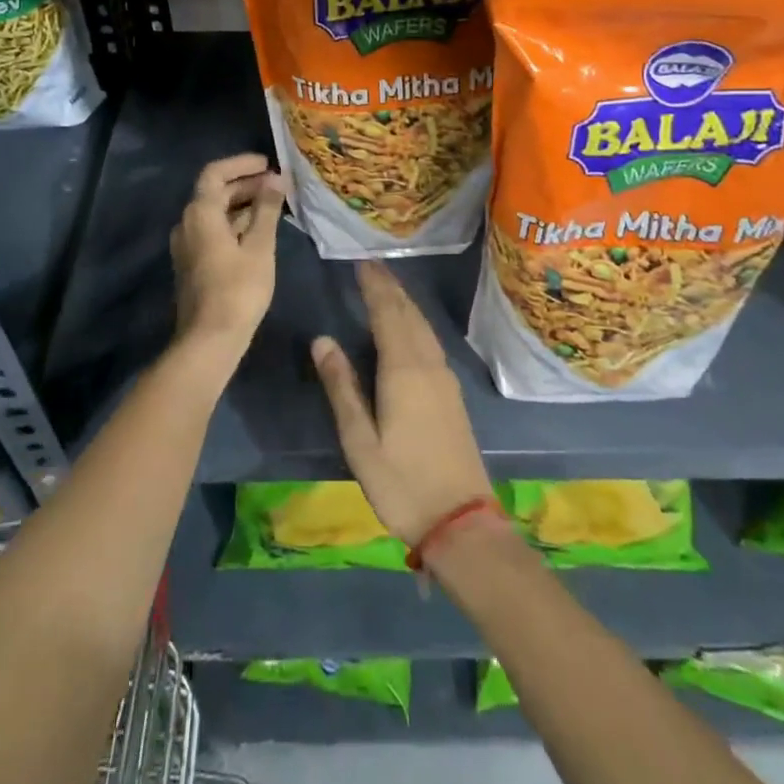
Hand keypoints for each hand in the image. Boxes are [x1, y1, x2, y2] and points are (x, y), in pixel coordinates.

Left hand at [170, 153, 284, 357]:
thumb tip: (276, 178)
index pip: (215, 173)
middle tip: (278, 184)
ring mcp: (188, 245)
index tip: (268, 163)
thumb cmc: (238, 289)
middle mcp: (187, 223)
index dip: (241, 164)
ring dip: (243, 204)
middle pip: (215, 192)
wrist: (210, 339)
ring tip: (275, 205)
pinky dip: (236, 223)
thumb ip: (267, 209)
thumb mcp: (260, 246)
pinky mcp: (194, 263)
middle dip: (246, 184)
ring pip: (215, 213)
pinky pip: (214, 231)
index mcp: (200, 213)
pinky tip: (260, 231)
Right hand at [311, 260, 493, 543]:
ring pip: (423, 326)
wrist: (461, 520)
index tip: (361, 263)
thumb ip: (342, 387)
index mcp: (403, 370)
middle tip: (372, 265)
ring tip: (388, 287)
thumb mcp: (360, 441)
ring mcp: (445, 378)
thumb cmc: (402, 483)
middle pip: (408, 314)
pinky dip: (416, 322)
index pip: (387, 314)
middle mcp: (428, 364)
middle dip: (390, 287)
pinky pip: (431, 341)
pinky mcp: (452, 393)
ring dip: (405, 302)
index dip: (374, 287)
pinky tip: (411, 327)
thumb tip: (322, 339)